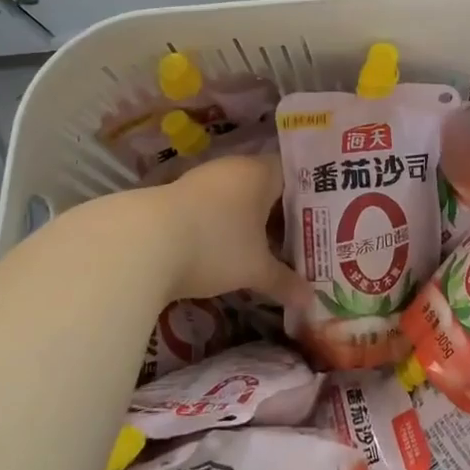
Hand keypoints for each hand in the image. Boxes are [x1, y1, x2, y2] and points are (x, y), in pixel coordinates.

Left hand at [154, 153, 304, 304]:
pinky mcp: (180, 199)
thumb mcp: (254, 269)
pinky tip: (234, 250)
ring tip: (274, 249)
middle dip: (284, 215)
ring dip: (254, 222)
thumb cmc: (214, 245)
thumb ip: (284, 282)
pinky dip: (229, 226)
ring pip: (241, 199)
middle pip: (268, 187)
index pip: (297, 175)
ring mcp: (203, 181)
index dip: (313, 197)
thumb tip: (310, 301)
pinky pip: (217, 209)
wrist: (141, 244)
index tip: (328, 219)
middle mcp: (234, 168)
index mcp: (260, 172)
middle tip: (306, 239)